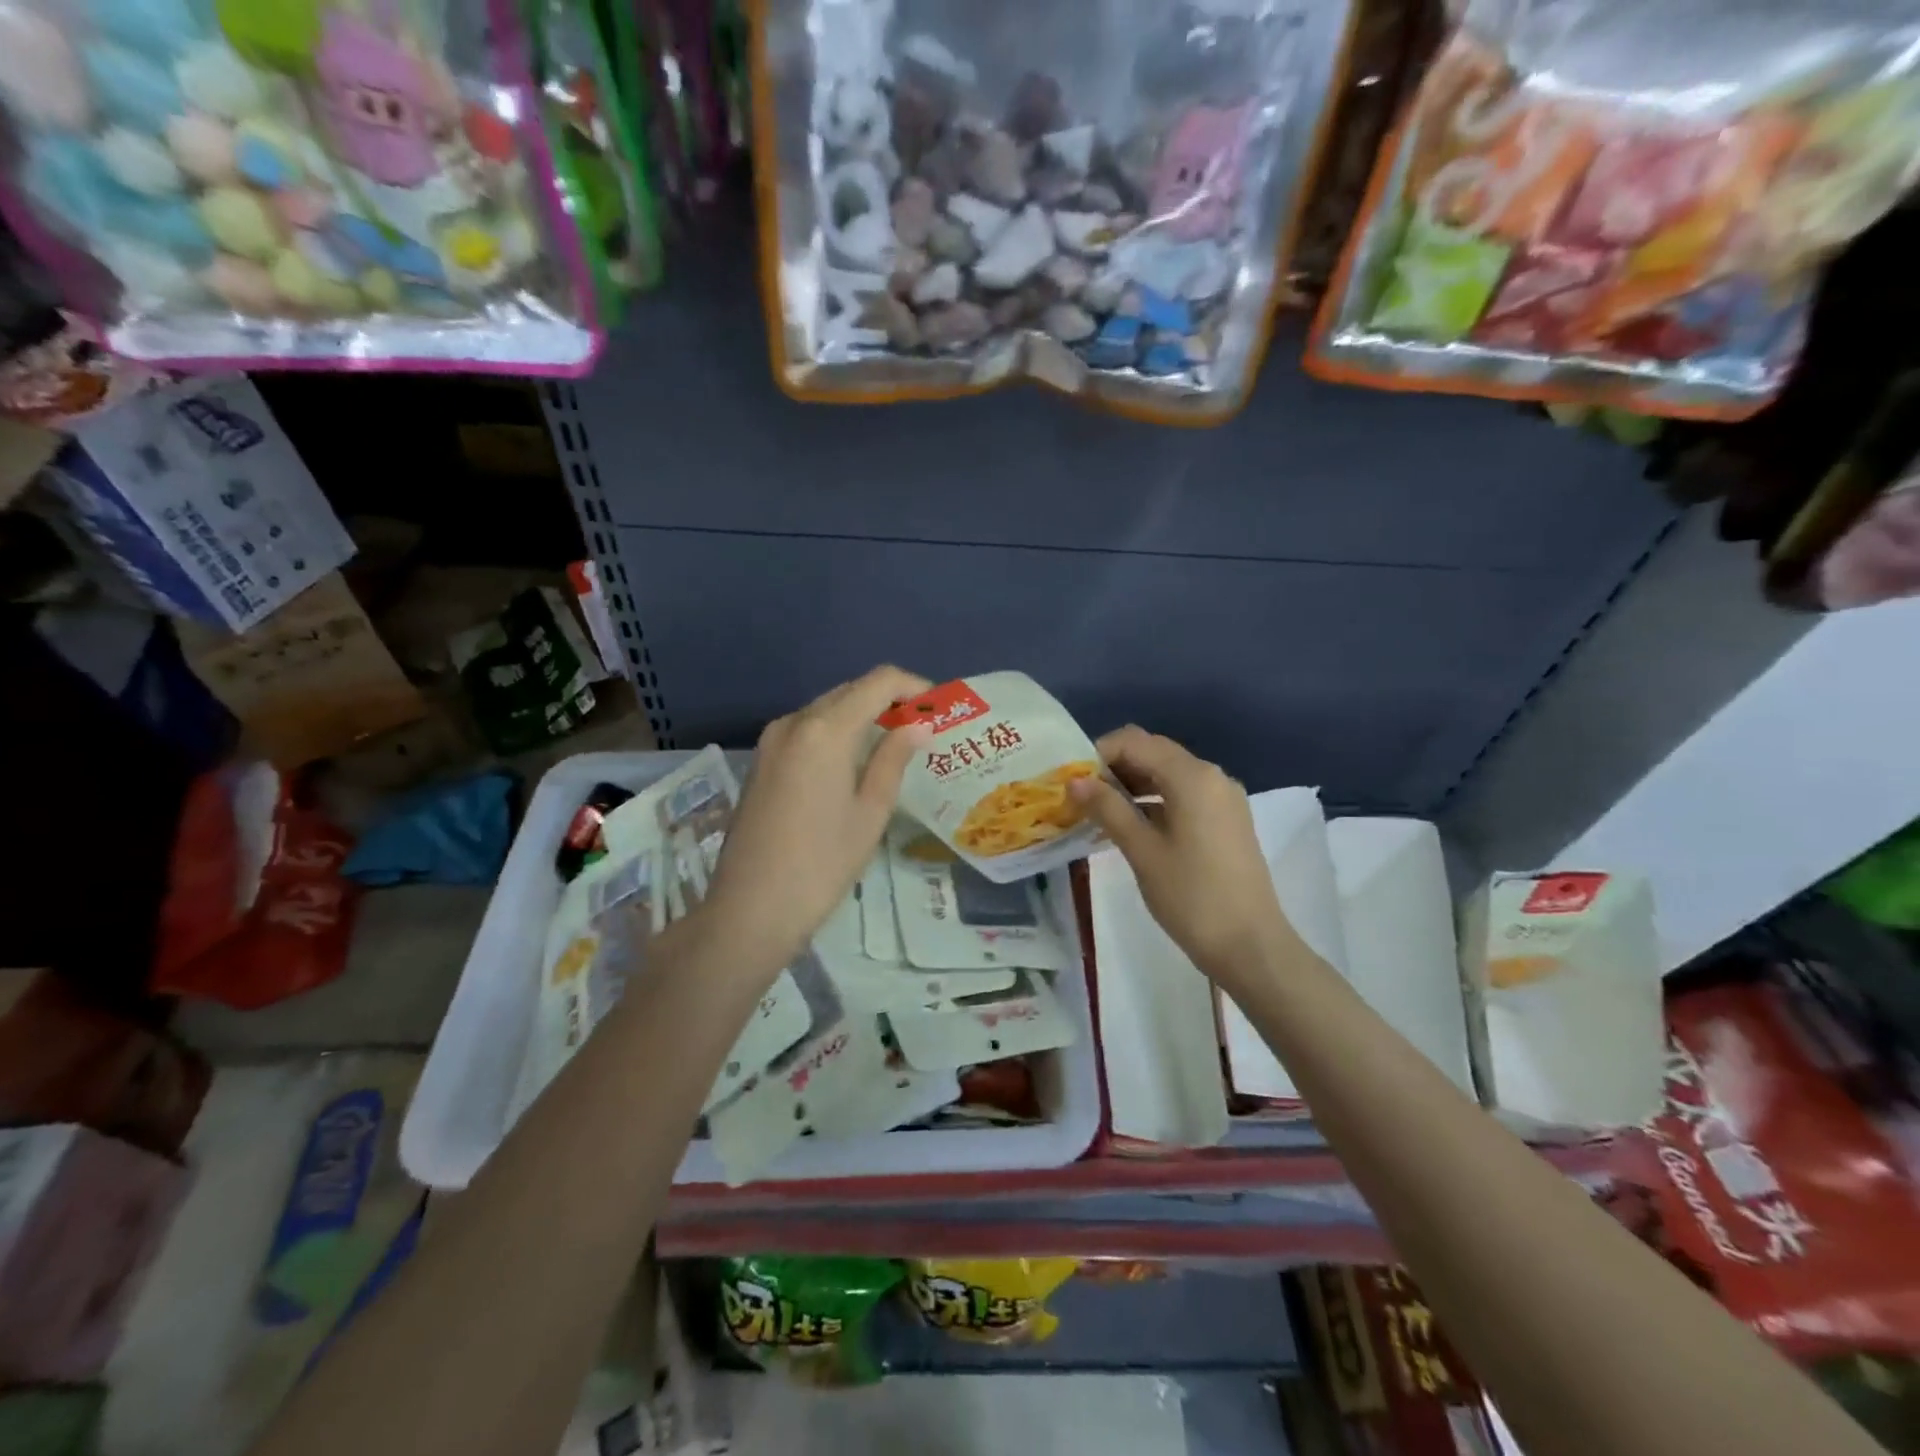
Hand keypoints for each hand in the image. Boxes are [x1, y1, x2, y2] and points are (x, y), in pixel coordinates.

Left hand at [701, 665, 932, 975]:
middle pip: (850, 691)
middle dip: (889, 700)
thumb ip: (893, 759)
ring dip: (862, 716)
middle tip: (922, 728)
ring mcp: (771, 740)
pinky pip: (807, 730)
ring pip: (826, 709)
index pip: (878, 682)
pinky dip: (836, 732)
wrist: (751, 908)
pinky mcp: (762, 761)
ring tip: (894, 745)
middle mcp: (794, 722)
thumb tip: (917, 726)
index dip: (913, 686)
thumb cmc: (822, 864)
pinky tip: (854, 761)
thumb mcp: (870, 812)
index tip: (938, 708)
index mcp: (825, 730)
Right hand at [1069, 725, 1298, 989]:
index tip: (1071, 781)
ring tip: (1098, 813)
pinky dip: (1154, 801)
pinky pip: (1183, 795)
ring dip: (1132, 785)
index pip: (1134, 742)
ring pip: (1167, 775)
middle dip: (1113, 768)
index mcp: (1192, 776)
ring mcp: (1223, 798)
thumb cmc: (1191, 897)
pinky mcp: (1226, 820)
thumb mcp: (1142, 850)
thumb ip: (1108, 808)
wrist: (1250, 946)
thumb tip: (1075, 780)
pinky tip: (1129, 827)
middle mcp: (1211, 776)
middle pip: (1152, 753)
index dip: (1097, 754)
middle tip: (1080, 797)